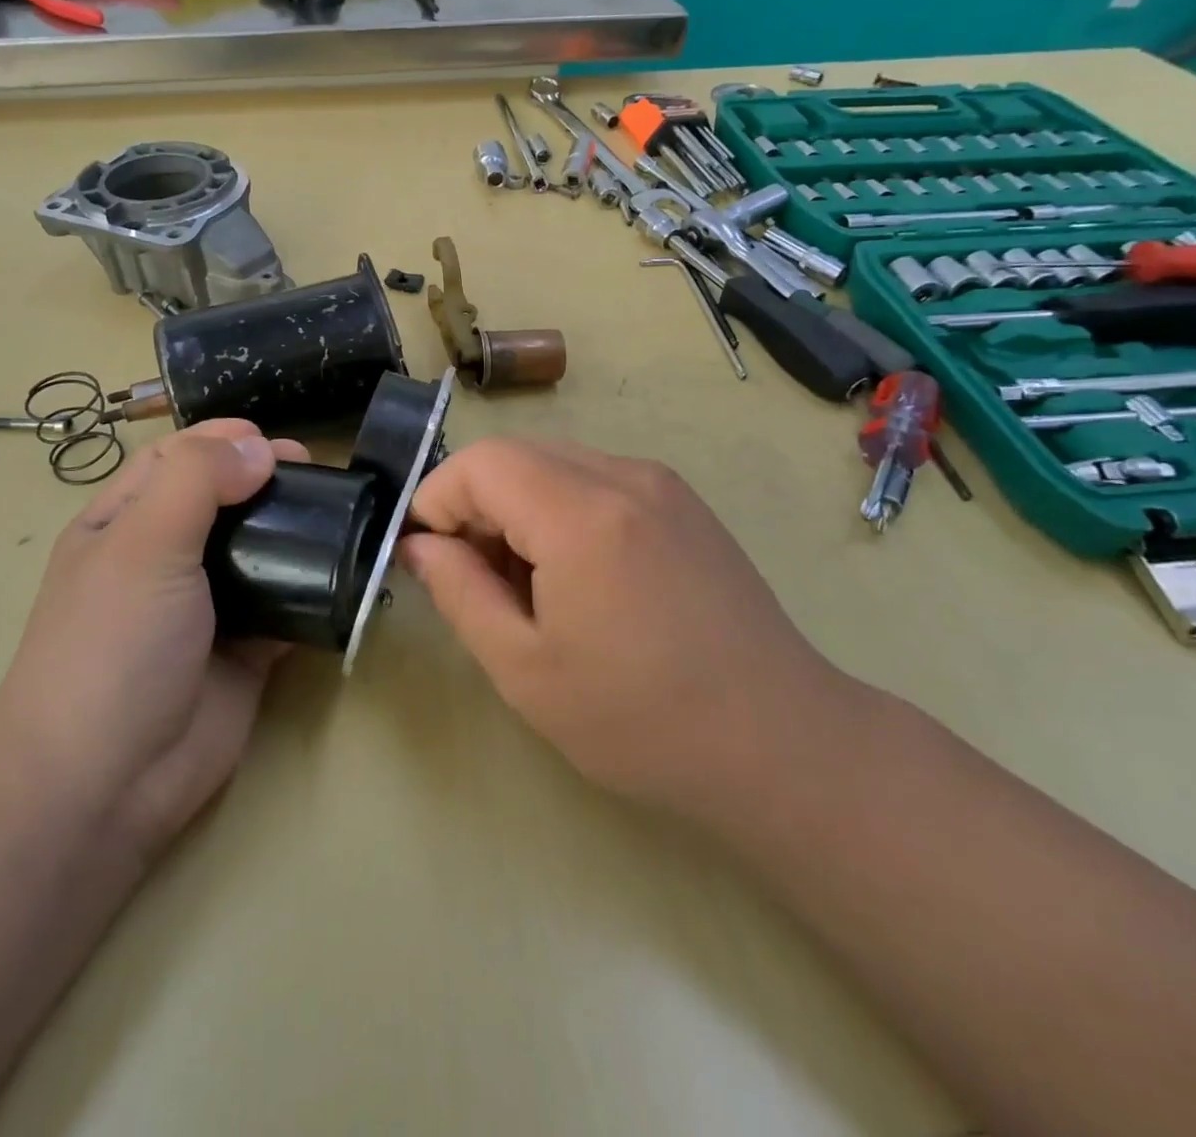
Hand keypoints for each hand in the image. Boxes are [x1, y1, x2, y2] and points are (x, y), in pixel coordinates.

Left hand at [0, 421, 307, 861]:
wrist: (108, 782)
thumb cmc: (112, 646)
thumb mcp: (142, 546)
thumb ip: (197, 483)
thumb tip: (258, 448)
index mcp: (123, 525)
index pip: (176, 460)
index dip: (223, 442)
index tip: (277, 443)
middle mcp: (164, 559)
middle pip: (224, 500)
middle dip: (267, 480)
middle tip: (317, 477)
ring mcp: (208, 607)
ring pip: (259, 551)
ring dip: (296, 531)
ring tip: (339, 518)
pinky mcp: (246, 649)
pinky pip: (287, 605)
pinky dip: (314, 590)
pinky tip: (345, 575)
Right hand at [400, 438, 856, 820]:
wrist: (778, 740)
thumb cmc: (639, 718)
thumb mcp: (523, 667)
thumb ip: (457, 590)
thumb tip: (418, 544)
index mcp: (581, 512)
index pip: (479, 463)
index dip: (437, 502)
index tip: (428, 560)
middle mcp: (624, 475)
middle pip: (516, 456)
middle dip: (475, 506)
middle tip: (475, 580)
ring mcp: (661, 483)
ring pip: (554, 465)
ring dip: (519, 509)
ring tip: (531, 587)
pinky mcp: (683, 502)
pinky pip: (596, 481)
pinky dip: (562, 511)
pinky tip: (580, 578)